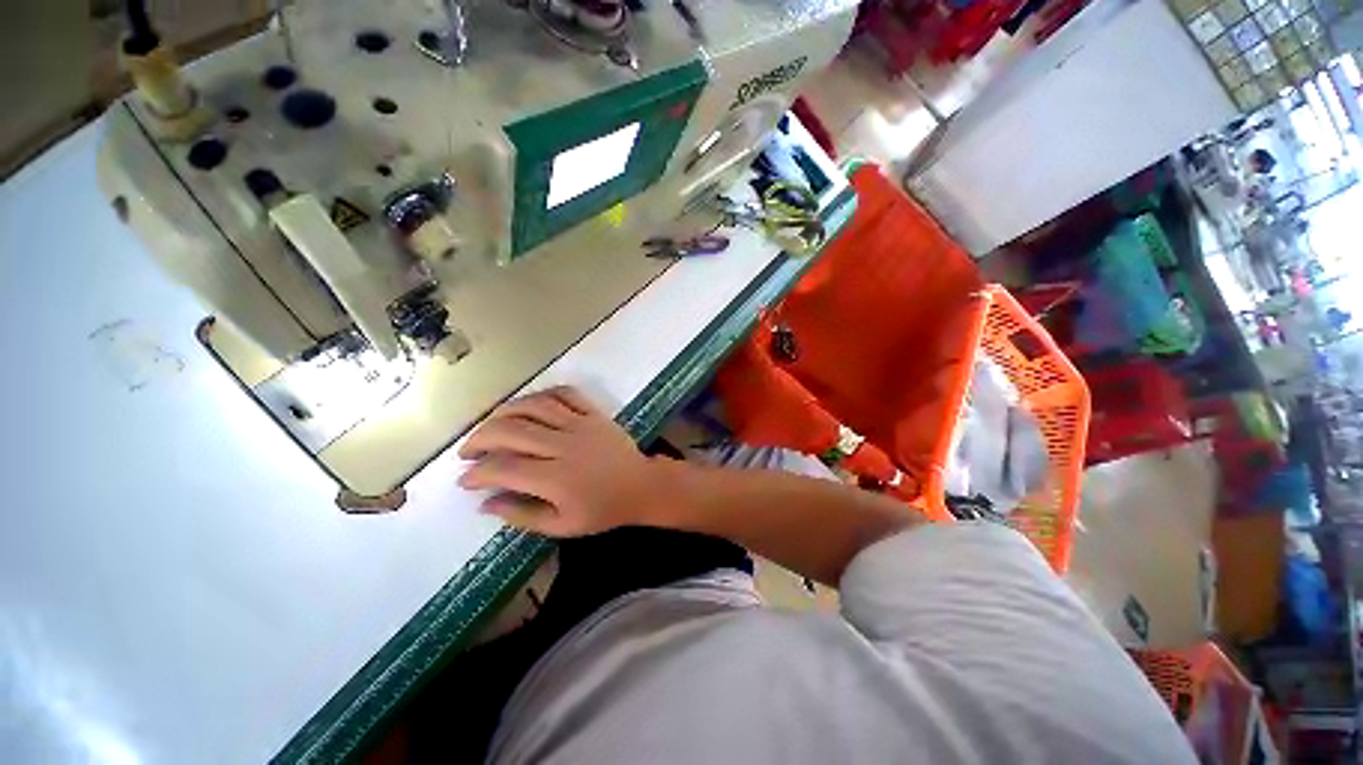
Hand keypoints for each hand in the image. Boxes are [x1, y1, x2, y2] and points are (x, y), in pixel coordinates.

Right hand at [457, 386, 661, 535]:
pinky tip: (529, 404)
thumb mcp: (562, 526)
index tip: (465, 480)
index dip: (477, 473)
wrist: (642, 486)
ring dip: (505, 411)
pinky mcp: (594, 413)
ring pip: (534, 406)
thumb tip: (485, 503)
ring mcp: (581, 424)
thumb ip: (522, 515)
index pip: (503, 468)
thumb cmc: (603, 510)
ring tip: (491, 424)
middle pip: (511, 430)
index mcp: (556, 478)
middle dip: (480, 438)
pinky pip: (565, 393)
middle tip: (468, 451)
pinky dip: (542, 394)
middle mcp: (565, 445)